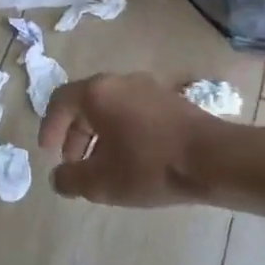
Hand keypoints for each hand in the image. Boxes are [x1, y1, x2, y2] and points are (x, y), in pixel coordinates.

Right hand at [39, 73, 221, 206]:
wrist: (215, 160)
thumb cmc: (149, 166)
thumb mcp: (100, 182)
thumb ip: (69, 179)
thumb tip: (59, 177)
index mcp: (97, 92)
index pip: (60, 102)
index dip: (49, 128)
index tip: (49, 153)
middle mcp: (120, 81)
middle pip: (86, 104)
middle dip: (75, 135)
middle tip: (75, 164)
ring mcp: (149, 88)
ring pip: (111, 108)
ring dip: (99, 135)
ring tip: (103, 166)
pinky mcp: (171, 101)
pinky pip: (134, 112)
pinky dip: (122, 131)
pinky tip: (132, 159)